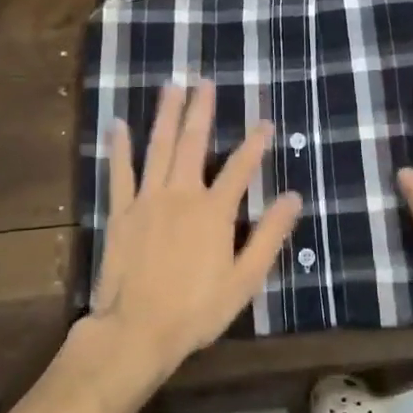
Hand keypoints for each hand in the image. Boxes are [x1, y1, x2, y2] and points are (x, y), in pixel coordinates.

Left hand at [86, 80, 302, 378]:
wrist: (137, 330)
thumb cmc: (196, 309)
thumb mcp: (245, 279)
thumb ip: (269, 236)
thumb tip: (292, 198)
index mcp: (214, 211)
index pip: (241, 167)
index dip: (255, 143)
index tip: (265, 122)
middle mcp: (181, 194)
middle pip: (193, 144)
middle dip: (201, 111)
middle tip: (205, 81)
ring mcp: (148, 200)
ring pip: (158, 148)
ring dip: (166, 115)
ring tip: (171, 87)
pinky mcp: (121, 211)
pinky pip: (120, 173)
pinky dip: (119, 148)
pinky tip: (119, 124)